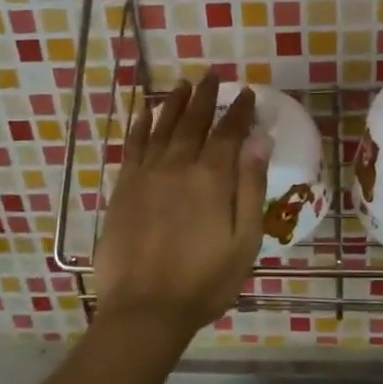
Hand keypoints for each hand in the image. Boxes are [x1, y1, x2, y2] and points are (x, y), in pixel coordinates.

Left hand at [93, 70, 268, 337]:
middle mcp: (178, 166)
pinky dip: (139, 125)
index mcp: (212, 179)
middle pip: (194, 123)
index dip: (239, 112)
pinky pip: (133, 146)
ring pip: (162, 127)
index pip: (229, 134)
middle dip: (206, 98)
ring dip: (175, 103)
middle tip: (213, 76)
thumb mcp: (244, 242)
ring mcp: (146, 175)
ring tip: (184, 84)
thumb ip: (250, 189)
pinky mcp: (124, 187)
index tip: (246, 93)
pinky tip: (144, 111)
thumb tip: (259, 142)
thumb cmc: (204, 282)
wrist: (145, 307)